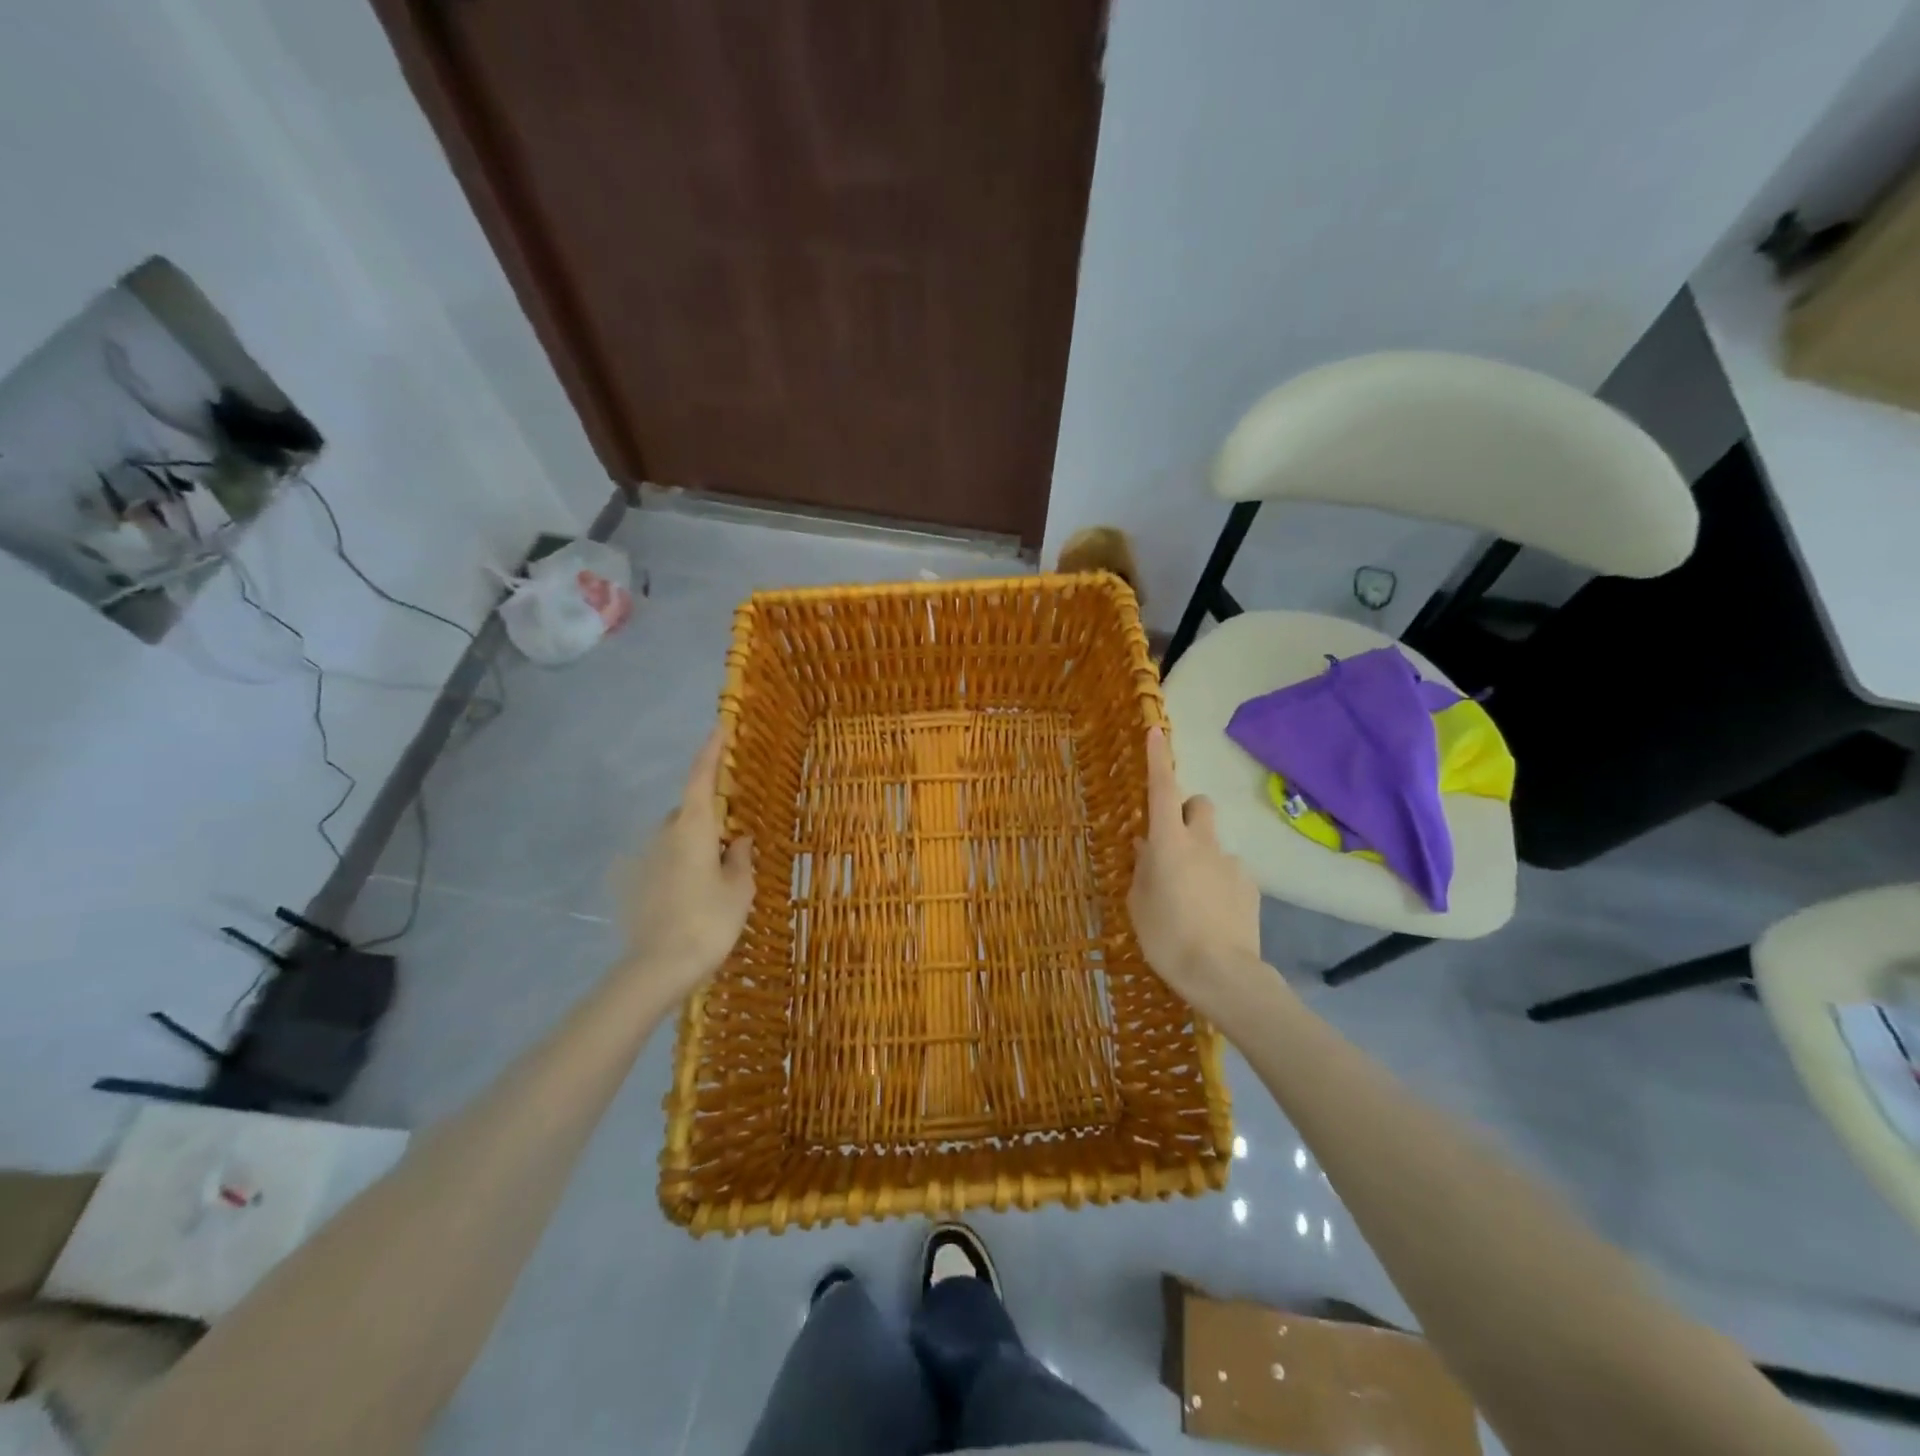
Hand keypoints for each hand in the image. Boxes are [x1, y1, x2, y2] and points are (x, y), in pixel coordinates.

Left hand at [612, 725, 754, 1000]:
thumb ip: (741, 858)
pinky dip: (686, 865)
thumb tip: (739, 841)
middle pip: (690, 811)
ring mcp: (649, 859)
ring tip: (720, 875)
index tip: (720, 727)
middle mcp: (666, 835)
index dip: (711, 751)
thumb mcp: (739, 889)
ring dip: (699, 844)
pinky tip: (699, 895)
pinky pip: (670, 860)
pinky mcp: (640, 882)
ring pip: (680, 837)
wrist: (658, 968)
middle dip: (712, 816)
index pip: (701, 778)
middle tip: (735, 839)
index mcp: (693, 828)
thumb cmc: (708, 921)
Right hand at [1129, 727, 1264, 1019]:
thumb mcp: (1139, 903)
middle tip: (1173, 841)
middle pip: (1198, 805)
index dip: (1159, 760)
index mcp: (1168, 843)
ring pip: (1213, 843)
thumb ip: (1142, 868)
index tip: (1156, 732)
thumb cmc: (1167, 936)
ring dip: (1202, 856)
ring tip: (1192, 896)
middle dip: (1187, 812)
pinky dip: (1219, 881)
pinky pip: (1229, 871)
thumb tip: (1145, 846)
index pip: (1162, 790)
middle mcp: (1203, 843)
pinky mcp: (1250, 885)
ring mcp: (1231, 863)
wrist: (1223, 974)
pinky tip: (1213, 913)